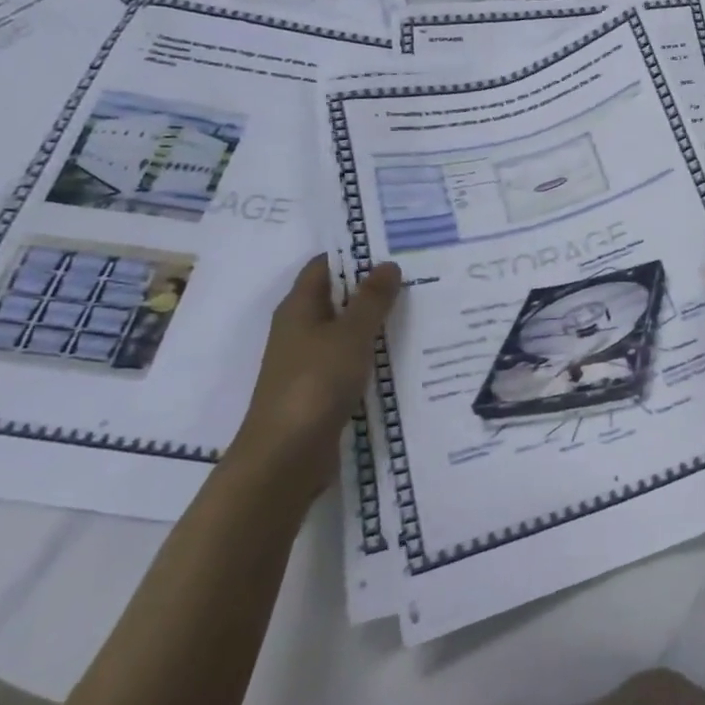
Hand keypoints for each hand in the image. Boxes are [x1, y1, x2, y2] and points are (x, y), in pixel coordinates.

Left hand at [226, 255, 401, 506]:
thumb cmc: (315, 383)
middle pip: (337, 297)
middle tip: (417, 276)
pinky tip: (402, 353)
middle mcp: (300, 329)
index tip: (393, 248)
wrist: (286, 456)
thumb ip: (372, 299)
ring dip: (375, 322)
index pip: (324, 266)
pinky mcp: (319, 389)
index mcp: (298, 308)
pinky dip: (372, 352)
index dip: (354, 254)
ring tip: (419, 310)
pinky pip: (350, 359)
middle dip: (372, 287)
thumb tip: (388, 264)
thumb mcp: (350, 335)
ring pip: (345, 330)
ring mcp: (308, 361)